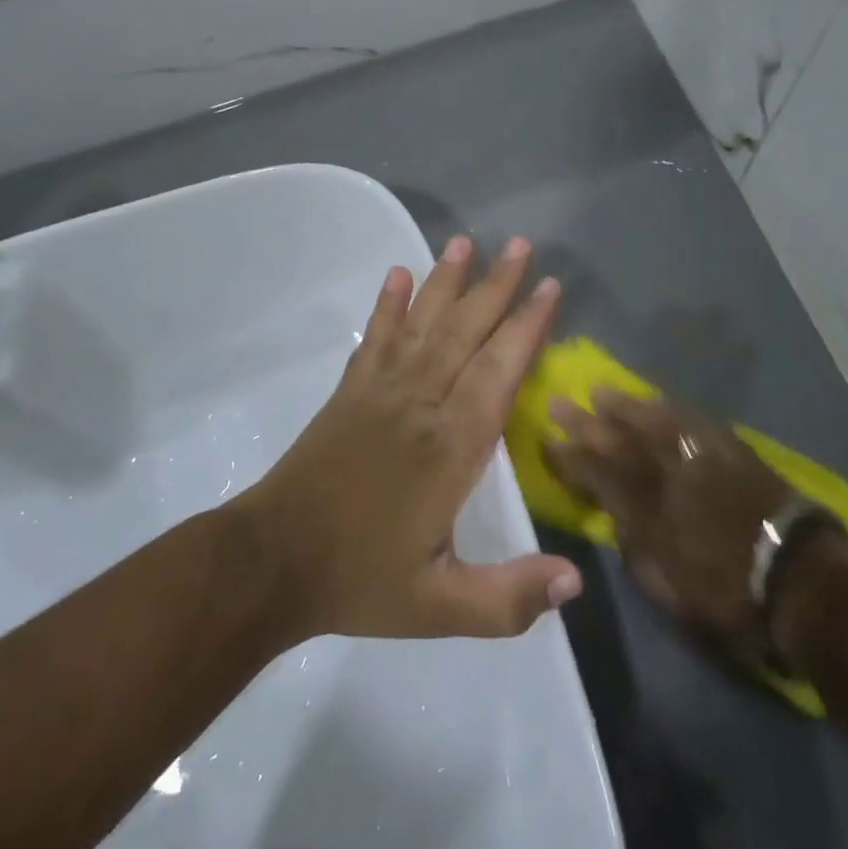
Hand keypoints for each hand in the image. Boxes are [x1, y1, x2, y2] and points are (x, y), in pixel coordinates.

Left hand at [239, 235, 582, 640]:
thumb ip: (508, 599)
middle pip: (464, 334)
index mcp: (450, 450)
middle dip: (496, 287)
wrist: (271, 561)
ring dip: (446, 282)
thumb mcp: (438, 606)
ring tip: (465, 242)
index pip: (498, 373)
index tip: (549, 287)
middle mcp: (419, 406)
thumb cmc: (358, 581)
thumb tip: (576, 581)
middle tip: (522, 245)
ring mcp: (379, 393)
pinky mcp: (349, 393)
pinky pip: (375, 340)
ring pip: (422, 326)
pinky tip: (398, 275)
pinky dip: (388, 305)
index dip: (526, 328)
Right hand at [545, 394, 847, 667]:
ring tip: (601, 392)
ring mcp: (699, 458)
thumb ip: (633, 547)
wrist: (799, 580)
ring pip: (652, 422)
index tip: (548, 440)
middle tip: (559, 402)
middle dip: (586, 423)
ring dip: (623, 406)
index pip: (597, 475)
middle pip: (618, 441)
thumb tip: (615, 517)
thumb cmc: (729, 593)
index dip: (570, 458)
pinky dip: (667, 408)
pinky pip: (690, 419)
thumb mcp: (667, 585)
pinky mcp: (729, 449)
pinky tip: (656, 401)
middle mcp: (667, 475)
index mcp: (647, 511)